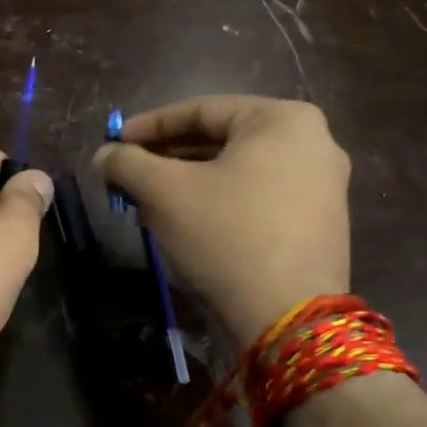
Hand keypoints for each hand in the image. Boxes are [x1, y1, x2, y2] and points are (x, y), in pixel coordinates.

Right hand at [94, 96, 349, 343]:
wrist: (288, 316)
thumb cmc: (226, 235)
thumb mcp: (164, 191)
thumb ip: (127, 163)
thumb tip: (104, 155)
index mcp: (283, 119)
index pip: (201, 109)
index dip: (148, 125)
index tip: (115, 142)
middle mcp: (313, 142)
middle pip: (220, 140)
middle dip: (167, 157)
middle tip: (128, 174)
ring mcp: (322, 185)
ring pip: (236, 170)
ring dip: (187, 181)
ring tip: (147, 200)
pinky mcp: (318, 222)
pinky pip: (256, 196)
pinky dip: (216, 201)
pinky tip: (185, 222)